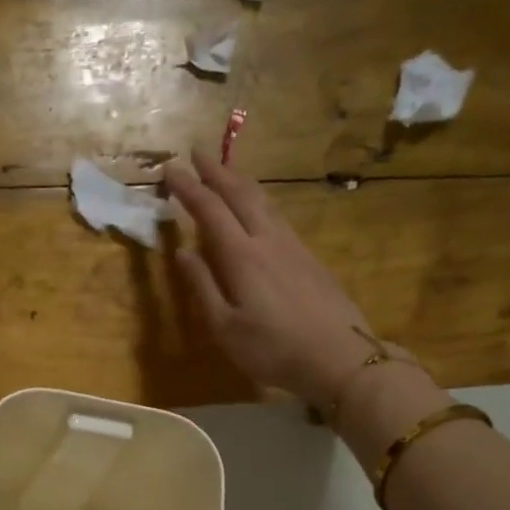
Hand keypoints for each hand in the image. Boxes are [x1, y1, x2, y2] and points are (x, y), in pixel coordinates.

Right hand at [165, 146, 383, 408]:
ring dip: (240, 182)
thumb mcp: (225, 327)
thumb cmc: (272, 349)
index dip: (188, 188)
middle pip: (240, 194)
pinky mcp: (309, 257)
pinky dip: (259, 201)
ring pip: (264, 201)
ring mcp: (293, 246)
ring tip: (226, 172)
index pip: (209, 210)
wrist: (339, 356)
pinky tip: (258, 208)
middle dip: (217, 171)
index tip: (169, 169)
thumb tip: (182, 251)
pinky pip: (278, 216)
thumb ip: (203, 287)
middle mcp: (267, 240)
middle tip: (197, 152)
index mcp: (241, 256)